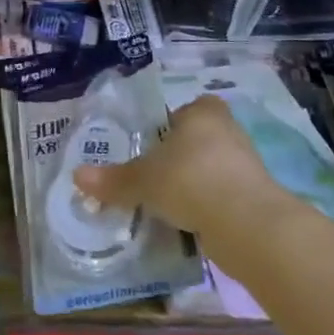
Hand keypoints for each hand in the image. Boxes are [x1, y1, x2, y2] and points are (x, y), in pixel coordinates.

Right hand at [72, 94, 283, 234]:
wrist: (248, 226)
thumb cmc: (191, 180)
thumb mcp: (143, 180)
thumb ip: (113, 180)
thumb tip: (76, 176)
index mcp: (203, 113)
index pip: (186, 109)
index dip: (170, 124)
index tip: (152, 145)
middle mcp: (229, 131)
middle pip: (199, 139)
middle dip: (179, 156)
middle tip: (153, 175)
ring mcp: (247, 166)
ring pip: (212, 169)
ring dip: (195, 183)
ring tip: (166, 202)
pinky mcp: (257, 198)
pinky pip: (224, 196)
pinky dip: (208, 207)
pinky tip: (188, 222)